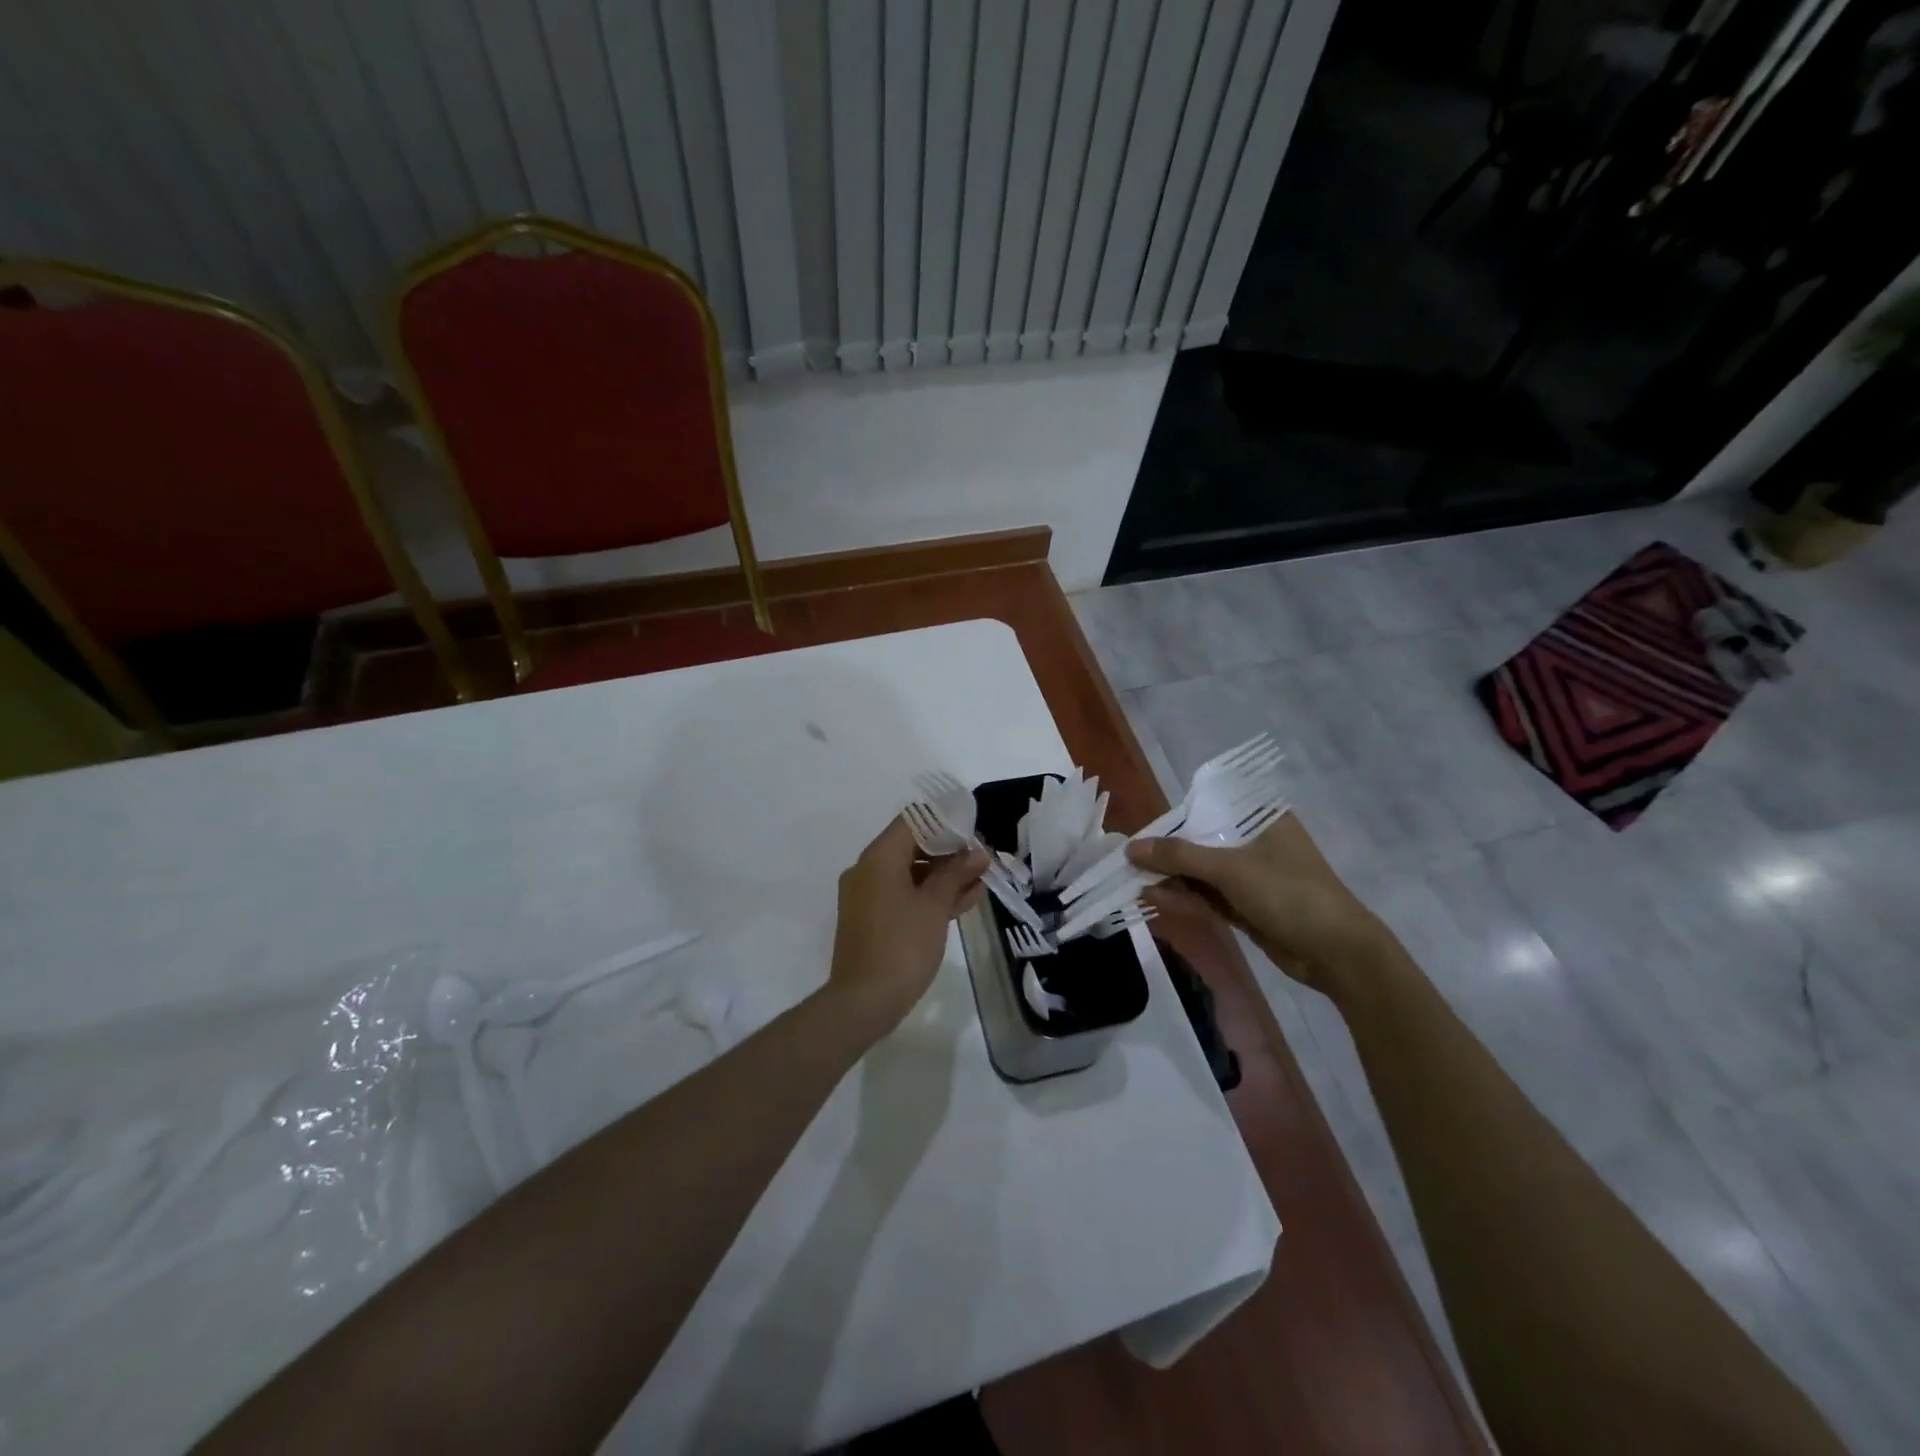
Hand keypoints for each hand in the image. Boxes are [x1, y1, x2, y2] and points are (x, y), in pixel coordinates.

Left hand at [827, 815, 987, 1033]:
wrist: (863, 1002)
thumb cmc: (902, 946)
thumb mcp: (935, 906)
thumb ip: (956, 874)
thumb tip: (978, 853)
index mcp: (879, 857)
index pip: (913, 821)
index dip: (945, 822)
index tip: (973, 831)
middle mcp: (868, 869)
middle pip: (912, 846)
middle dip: (950, 852)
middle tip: (983, 859)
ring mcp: (868, 896)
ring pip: (910, 873)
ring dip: (944, 876)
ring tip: (981, 880)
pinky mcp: (872, 919)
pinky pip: (904, 895)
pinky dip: (929, 895)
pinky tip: (963, 901)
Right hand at [1127, 814, 1392, 995]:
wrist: (1338, 953)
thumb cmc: (1289, 893)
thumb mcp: (1230, 869)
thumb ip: (1179, 856)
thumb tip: (1131, 848)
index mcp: (1261, 819)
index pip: (1209, 808)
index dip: (1174, 817)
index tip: (1141, 829)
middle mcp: (1256, 842)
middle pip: (1202, 842)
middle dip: (1167, 853)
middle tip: (1128, 860)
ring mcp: (1253, 877)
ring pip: (1202, 873)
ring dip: (1172, 878)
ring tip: (1131, 880)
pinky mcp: (1249, 908)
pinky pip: (1209, 897)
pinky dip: (1185, 898)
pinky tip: (1154, 898)